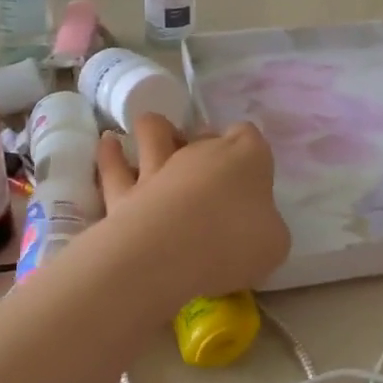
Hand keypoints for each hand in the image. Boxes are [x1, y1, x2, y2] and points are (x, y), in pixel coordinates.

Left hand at [95, 115, 289, 306]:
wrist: (171, 253)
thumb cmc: (235, 242)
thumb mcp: (274, 242)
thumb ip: (266, 226)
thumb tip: (256, 227)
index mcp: (247, 157)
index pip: (250, 137)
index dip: (249, 153)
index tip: (250, 176)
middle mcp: (202, 152)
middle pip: (205, 135)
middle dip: (206, 146)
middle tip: (210, 175)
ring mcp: (160, 167)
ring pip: (155, 133)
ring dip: (156, 130)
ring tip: (155, 133)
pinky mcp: (125, 192)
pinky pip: (115, 166)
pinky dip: (111, 154)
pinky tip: (108, 144)